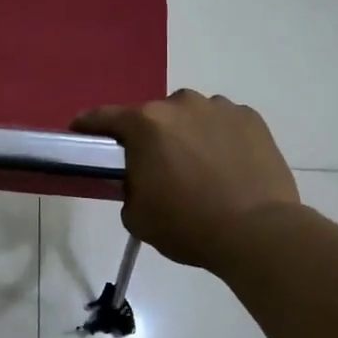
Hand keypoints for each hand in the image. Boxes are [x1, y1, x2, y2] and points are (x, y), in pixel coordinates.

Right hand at [73, 91, 301, 272]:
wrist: (257, 233)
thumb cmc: (188, 225)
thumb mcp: (137, 216)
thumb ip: (128, 187)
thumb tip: (139, 179)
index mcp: (145, 124)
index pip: (103, 117)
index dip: (87, 125)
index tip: (79, 133)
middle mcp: (180, 104)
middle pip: (153, 116)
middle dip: (149, 137)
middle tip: (155, 167)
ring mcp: (219, 108)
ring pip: (191, 116)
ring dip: (186, 134)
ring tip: (198, 168)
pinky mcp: (251, 118)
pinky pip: (223, 123)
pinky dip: (219, 138)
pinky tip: (227, 166)